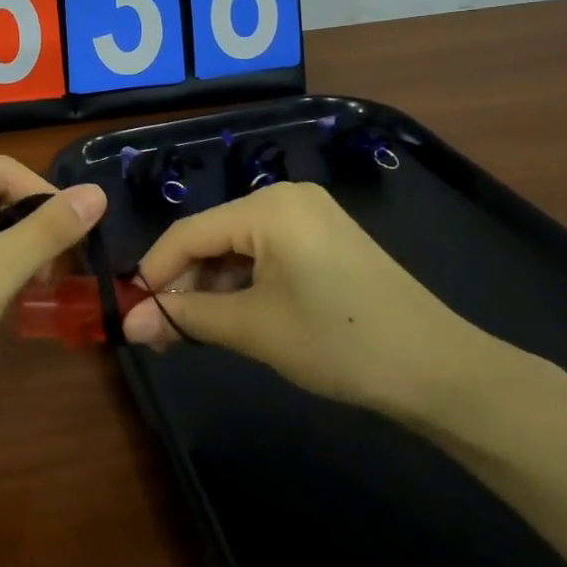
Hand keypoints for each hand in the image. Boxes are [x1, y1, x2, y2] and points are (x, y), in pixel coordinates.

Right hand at [123, 181, 514, 428]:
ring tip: (192, 332)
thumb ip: (185, 319)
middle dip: (184, 285)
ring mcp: (310, 216)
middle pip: (213, 237)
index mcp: (267, 206)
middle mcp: (286, 198)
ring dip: (212, 288)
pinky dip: (243, 284)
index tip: (129, 312)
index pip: (189, 233)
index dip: (154, 272)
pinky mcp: (325, 239)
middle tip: (160, 333)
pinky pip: (266, 253)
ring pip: (238, 248)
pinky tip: (231, 317)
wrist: (437, 369)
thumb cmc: (337, 341)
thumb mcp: (253, 329)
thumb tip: (128, 326)